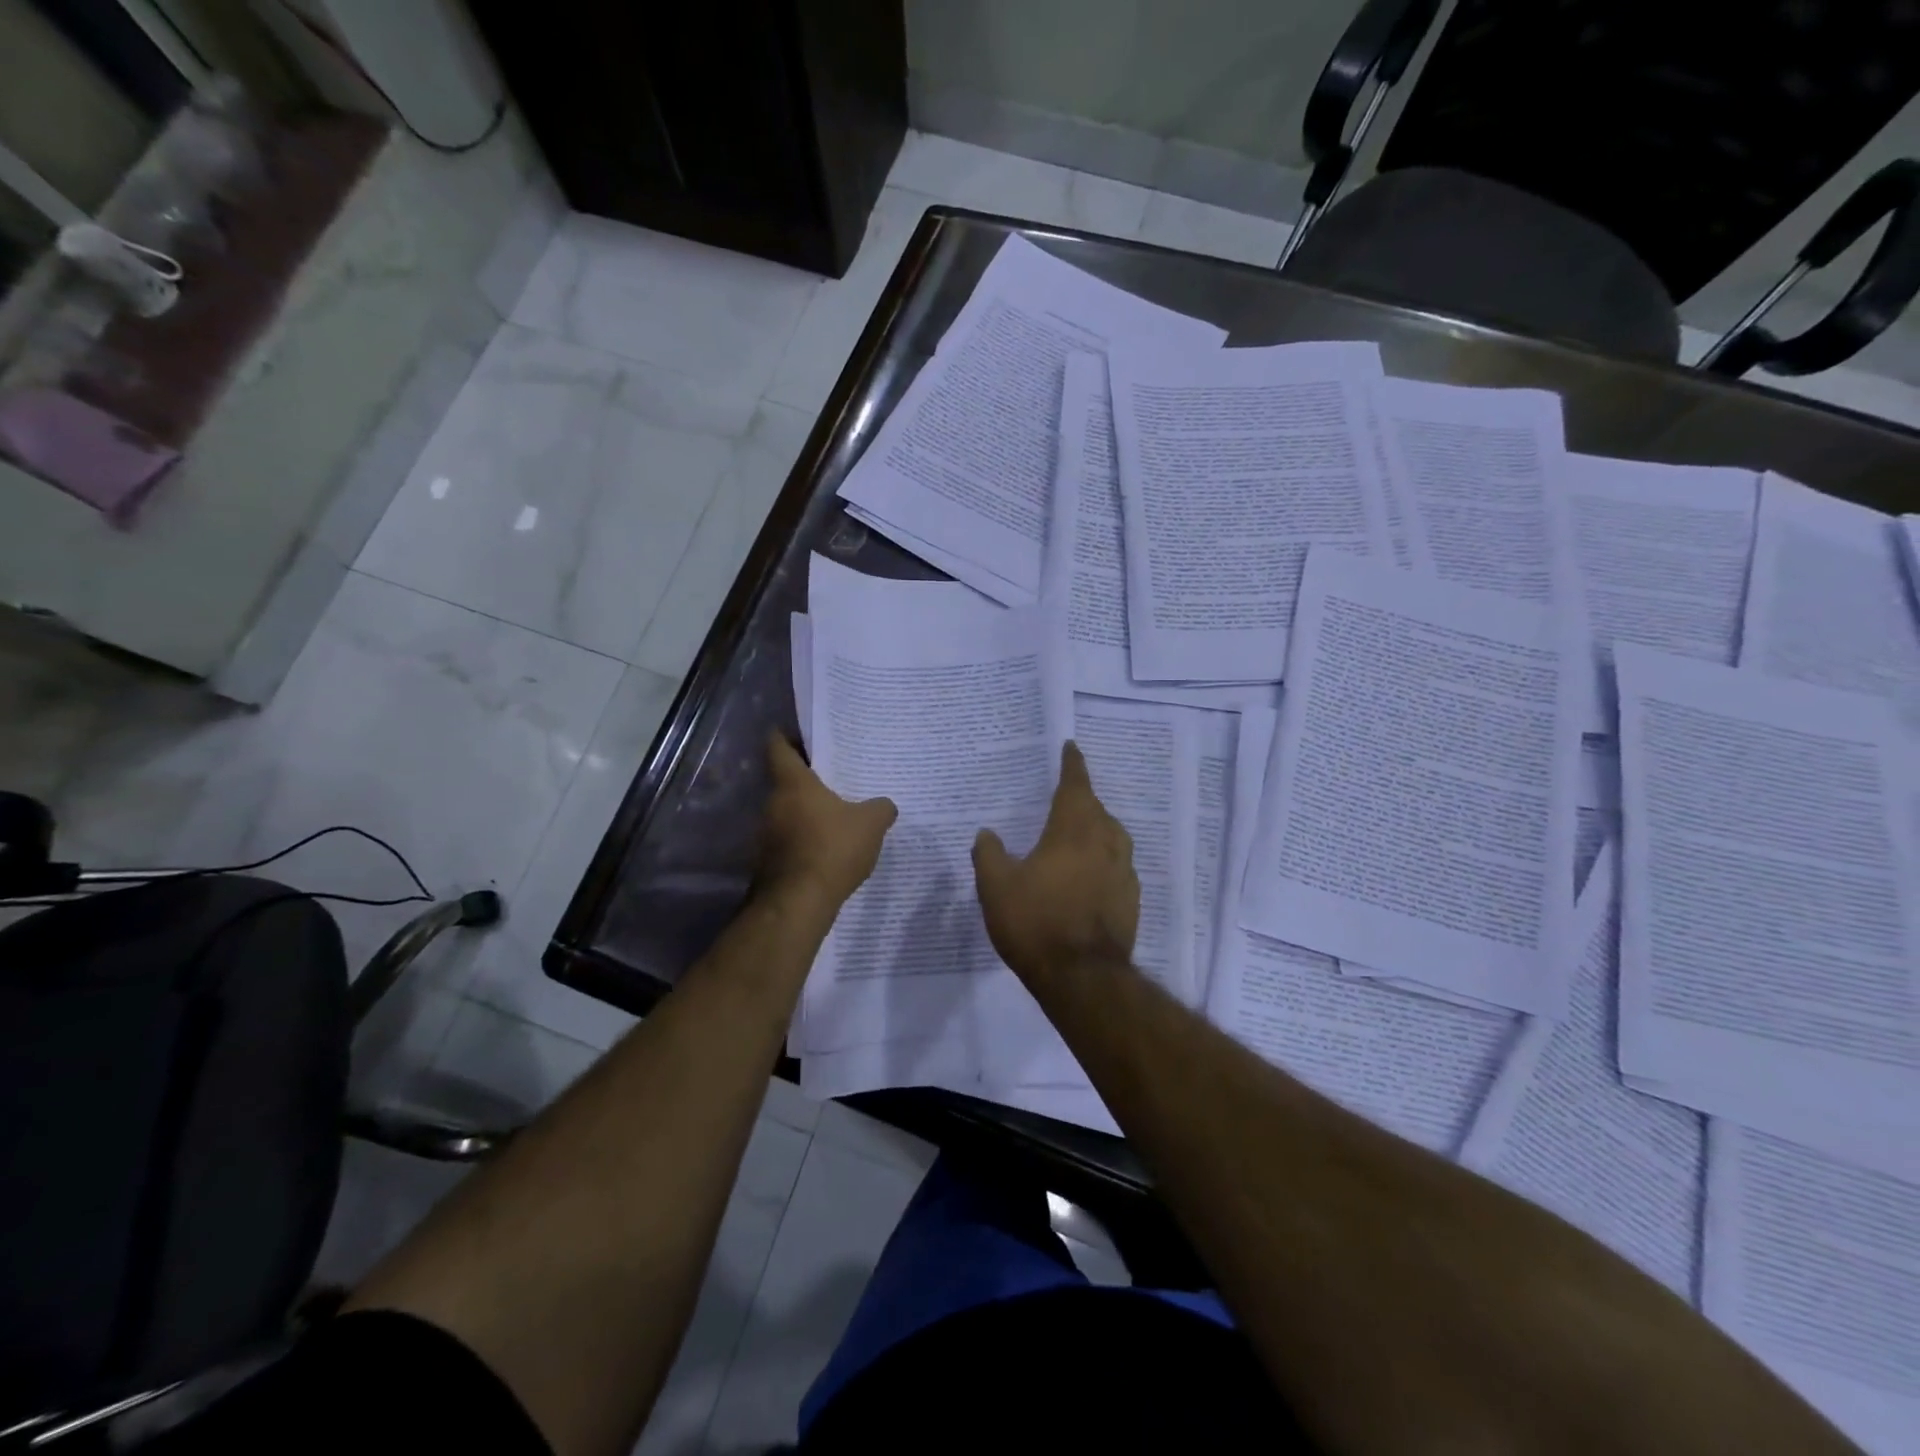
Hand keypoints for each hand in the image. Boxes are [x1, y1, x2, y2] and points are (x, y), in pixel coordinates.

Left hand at [758, 733, 896, 915]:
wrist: (798, 903)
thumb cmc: (832, 849)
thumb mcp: (871, 824)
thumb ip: (880, 808)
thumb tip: (885, 805)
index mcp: (793, 783)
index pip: (778, 747)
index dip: (786, 736)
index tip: (799, 733)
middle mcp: (772, 803)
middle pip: (784, 781)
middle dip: (807, 779)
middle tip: (834, 778)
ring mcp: (765, 834)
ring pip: (786, 812)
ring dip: (805, 812)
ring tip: (835, 815)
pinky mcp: (767, 861)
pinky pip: (788, 840)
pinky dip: (804, 839)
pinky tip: (827, 849)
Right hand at [972, 742, 1138, 982]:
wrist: (1083, 977)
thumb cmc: (1036, 922)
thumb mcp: (996, 887)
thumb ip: (989, 854)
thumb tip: (987, 832)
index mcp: (1073, 830)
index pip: (1075, 785)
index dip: (1072, 764)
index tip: (1071, 746)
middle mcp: (1105, 843)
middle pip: (1097, 810)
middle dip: (1082, 799)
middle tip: (1064, 798)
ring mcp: (1123, 873)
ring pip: (1113, 837)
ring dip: (1096, 829)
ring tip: (1078, 835)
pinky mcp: (1131, 901)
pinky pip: (1118, 867)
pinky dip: (1103, 861)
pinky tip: (1089, 876)